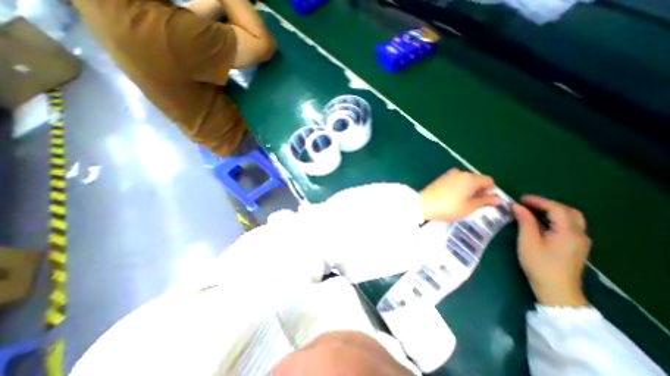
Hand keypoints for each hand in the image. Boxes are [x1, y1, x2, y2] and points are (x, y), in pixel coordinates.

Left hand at [420, 167, 499, 223]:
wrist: (423, 204)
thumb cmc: (449, 207)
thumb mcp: (469, 207)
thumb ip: (484, 201)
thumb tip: (498, 199)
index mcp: (470, 178)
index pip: (489, 181)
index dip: (490, 191)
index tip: (485, 201)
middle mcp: (460, 172)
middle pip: (476, 179)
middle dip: (478, 190)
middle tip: (474, 203)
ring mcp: (449, 174)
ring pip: (465, 180)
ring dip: (468, 189)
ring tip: (462, 201)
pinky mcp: (440, 178)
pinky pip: (455, 181)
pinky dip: (458, 187)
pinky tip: (453, 197)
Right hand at [514, 195, 590, 306]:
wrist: (556, 289)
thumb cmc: (539, 264)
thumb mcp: (528, 241)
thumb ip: (525, 221)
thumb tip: (517, 206)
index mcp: (568, 232)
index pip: (556, 209)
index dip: (538, 201)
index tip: (520, 199)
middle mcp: (579, 234)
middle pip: (568, 211)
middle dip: (547, 204)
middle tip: (527, 203)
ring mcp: (580, 241)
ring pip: (570, 218)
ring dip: (552, 210)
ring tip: (532, 210)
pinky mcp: (575, 246)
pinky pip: (568, 226)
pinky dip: (555, 218)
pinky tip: (540, 222)